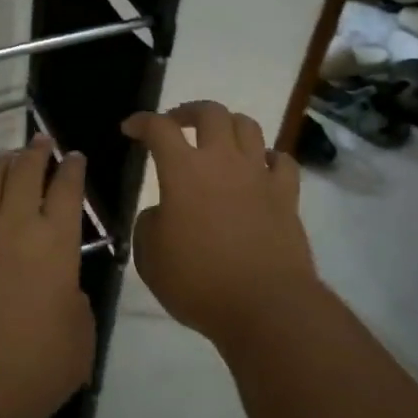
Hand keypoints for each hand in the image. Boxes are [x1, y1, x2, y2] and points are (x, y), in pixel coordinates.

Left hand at [0, 136, 95, 417]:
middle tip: (39, 142)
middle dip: (35, 152)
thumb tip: (66, 292)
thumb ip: (77, 308)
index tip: (74, 156)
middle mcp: (14, 226)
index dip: (73, 169)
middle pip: (25, 173)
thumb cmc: (29, 369)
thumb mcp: (79, 344)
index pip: (68, 191)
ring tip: (3, 158)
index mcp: (56, 244)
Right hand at [120, 102, 319, 344]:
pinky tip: (260, 168)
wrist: (265, 306)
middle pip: (210, 113)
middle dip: (188, 111)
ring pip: (248, 126)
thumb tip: (161, 213)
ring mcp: (259, 175)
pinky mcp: (286, 195)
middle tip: (176, 124)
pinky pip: (281, 160)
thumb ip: (149, 225)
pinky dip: (267, 157)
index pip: (159, 129)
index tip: (130, 128)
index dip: (142, 121)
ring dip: (228, 125)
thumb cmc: (199, 282)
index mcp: (183, 171)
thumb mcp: (150, 258)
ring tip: (218, 140)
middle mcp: (223, 161)